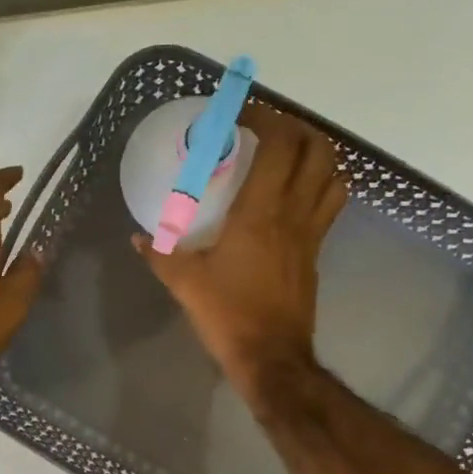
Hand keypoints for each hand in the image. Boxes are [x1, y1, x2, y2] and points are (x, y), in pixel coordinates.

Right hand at [136, 103, 346, 398]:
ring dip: (319, 155)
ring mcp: (311, 234)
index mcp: (259, 214)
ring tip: (291, 154)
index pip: (279, 147)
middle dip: (299, 128)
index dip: (268, 119)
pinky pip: (330, 206)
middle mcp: (293, 215)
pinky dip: (323, 186)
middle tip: (270, 129)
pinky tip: (298, 194)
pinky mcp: (316, 253)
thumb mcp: (185, 283)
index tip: (244, 115)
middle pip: (318, 152)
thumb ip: (161, 254)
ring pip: (334, 177)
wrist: (271, 358)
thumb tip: (138, 238)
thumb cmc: (228, 315)